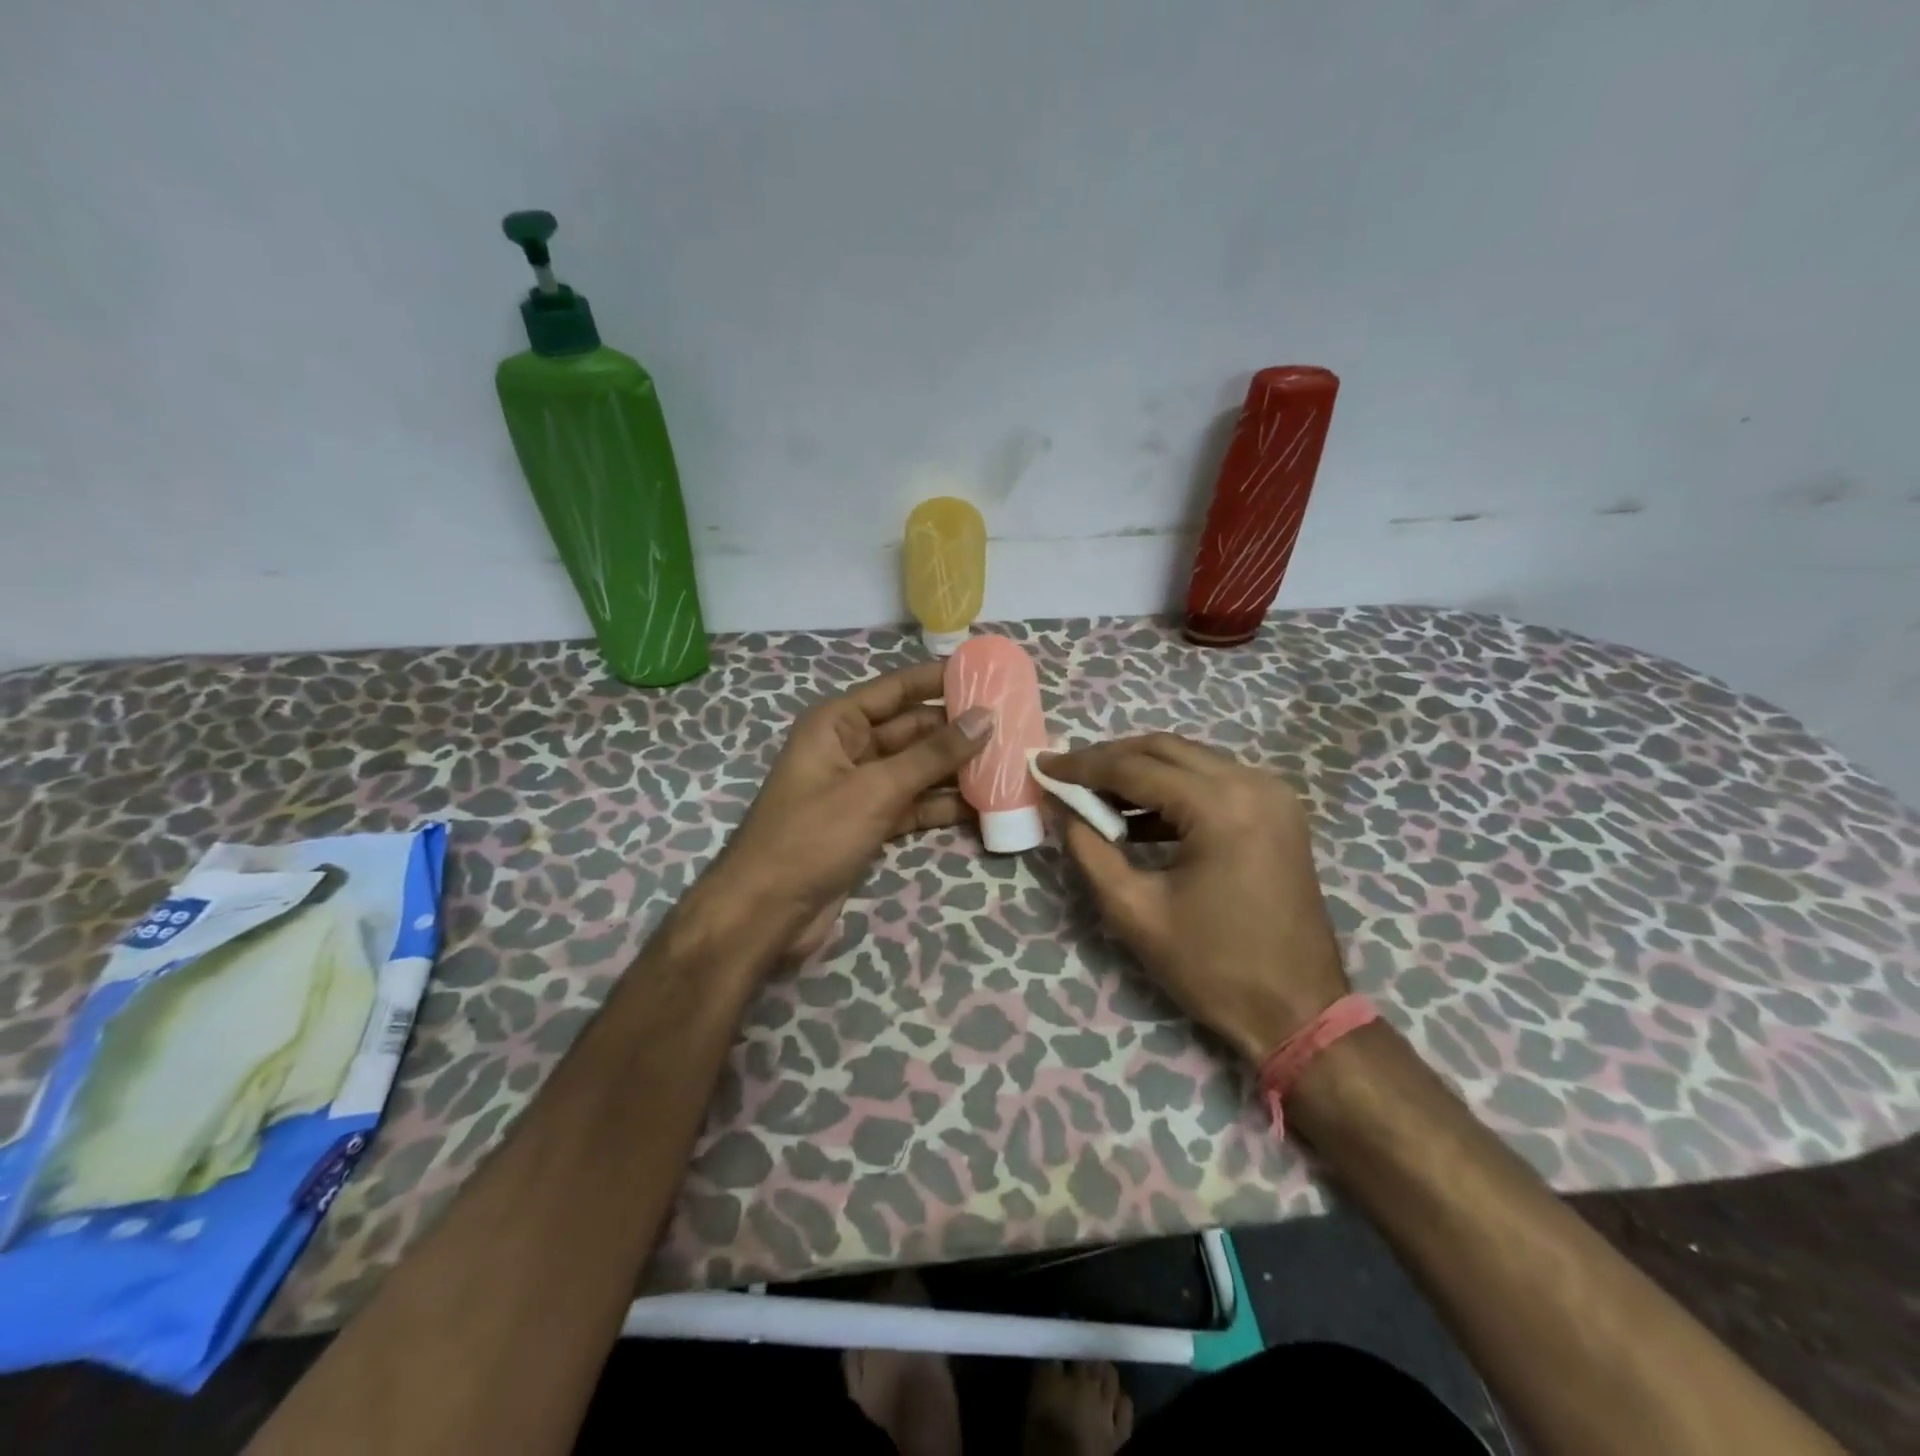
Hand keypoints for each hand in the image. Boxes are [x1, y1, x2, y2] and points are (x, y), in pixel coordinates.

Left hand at [706, 660, 992, 961]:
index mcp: (838, 724)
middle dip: (956, 730)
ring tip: (1008, 763)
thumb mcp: (876, 789)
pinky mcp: (868, 824)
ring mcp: (859, 789)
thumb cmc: (813, 835)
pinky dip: (941, 805)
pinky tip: (982, 804)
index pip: (896, 689)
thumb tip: (984, 718)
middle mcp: (849, 749)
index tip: (987, 674)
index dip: (939, 679)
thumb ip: (933, 755)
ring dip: (955, 770)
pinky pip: (912, 804)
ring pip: (916, 770)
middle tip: (1012, 725)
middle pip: (912, 730)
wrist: (767, 911)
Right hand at [1039, 734, 1348, 1064]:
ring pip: (1190, 760)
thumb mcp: (1135, 911)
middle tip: (1066, 774)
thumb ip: (1089, 849)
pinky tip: (1137, 817)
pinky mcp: (1277, 812)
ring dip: (1140, 771)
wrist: (1299, 1011)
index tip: (1042, 764)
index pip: (1135, 768)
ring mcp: (1272, 795)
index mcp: (1220, 806)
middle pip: (1164, 750)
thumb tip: (1058, 806)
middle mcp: (1252, 783)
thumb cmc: (1213, 967)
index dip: (1082, 766)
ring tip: (1093, 794)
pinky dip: (1172, 790)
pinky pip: (1213, 782)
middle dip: (1109, 758)